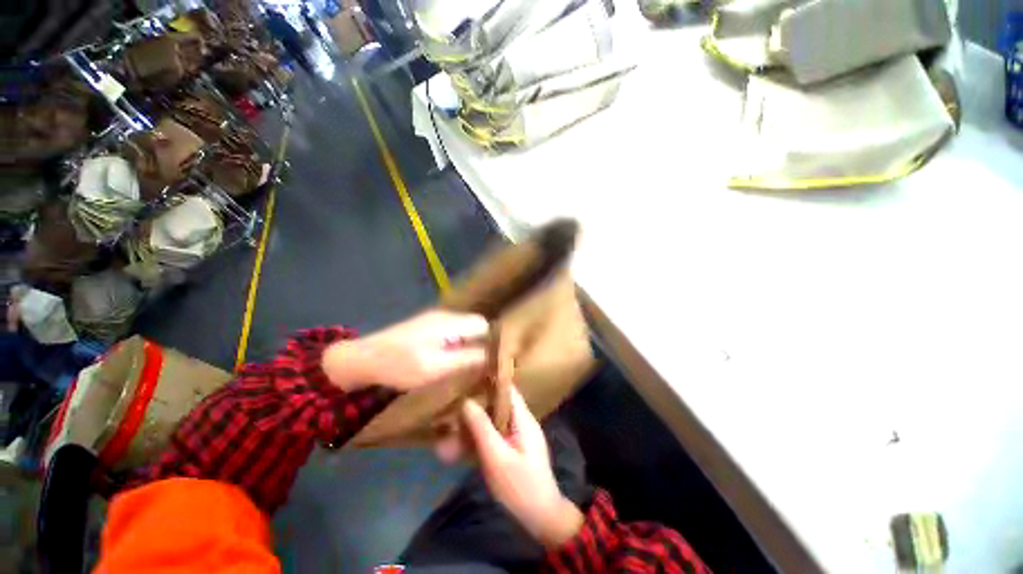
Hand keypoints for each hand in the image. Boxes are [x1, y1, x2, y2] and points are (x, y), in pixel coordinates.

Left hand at [323, 310, 488, 391]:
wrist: (360, 360)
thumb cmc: (398, 365)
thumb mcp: (435, 367)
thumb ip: (467, 359)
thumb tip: (494, 357)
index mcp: (450, 323)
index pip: (483, 325)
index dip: (493, 341)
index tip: (497, 361)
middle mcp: (445, 317)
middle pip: (475, 326)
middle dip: (483, 344)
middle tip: (484, 367)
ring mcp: (434, 321)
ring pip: (464, 330)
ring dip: (471, 345)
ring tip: (472, 366)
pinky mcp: (425, 328)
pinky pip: (452, 333)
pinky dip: (458, 345)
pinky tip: (452, 361)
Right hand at [460, 385, 584, 548]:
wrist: (541, 517)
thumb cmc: (520, 486)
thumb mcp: (497, 456)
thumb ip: (481, 428)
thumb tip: (466, 401)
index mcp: (524, 419)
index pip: (509, 390)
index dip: (491, 381)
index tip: (469, 377)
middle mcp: (523, 423)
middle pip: (500, 404)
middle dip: (479, 402)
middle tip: (455, 401)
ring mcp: (519, 436)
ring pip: (496, 420)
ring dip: (478, 420)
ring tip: (455, 419)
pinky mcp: (514, 449)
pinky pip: (496, 434)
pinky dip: (481, 435)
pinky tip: (464, 440)